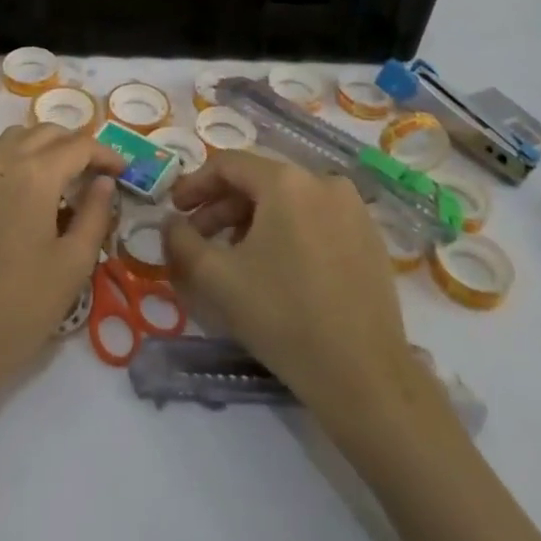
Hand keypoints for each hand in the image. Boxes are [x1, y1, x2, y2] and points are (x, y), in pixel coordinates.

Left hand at [0, 124, 122, 401]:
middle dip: (76, 145)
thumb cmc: (21, 307)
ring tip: (64, 179)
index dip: (106, 154)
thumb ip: (95, 214)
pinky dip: (18, 161)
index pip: (79, 145)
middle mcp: (0, 161)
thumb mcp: (73, 264)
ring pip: (16, 139)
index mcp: (34, 174)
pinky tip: (28, 196)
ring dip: (44, 147)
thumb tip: (104, 182)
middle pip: (46, 133)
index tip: (124, 172)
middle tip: (97, 173)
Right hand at [165, 151, 416, 419]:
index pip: (228, 165)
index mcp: (287, 181)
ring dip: (252, 220)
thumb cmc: (283, 316)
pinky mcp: (369, 237)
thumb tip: (171, 223)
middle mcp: (324, 182)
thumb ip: (181, 240)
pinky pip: (316, 219)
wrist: (364, 375)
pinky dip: (287, 231)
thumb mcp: (216, 278)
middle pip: (259, 182)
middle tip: (197, 237)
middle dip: (221, 207)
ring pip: (288, 201)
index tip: (174, 210)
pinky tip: (275, 267)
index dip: (195, 184)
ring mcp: (353, 209)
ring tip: (233, 256)